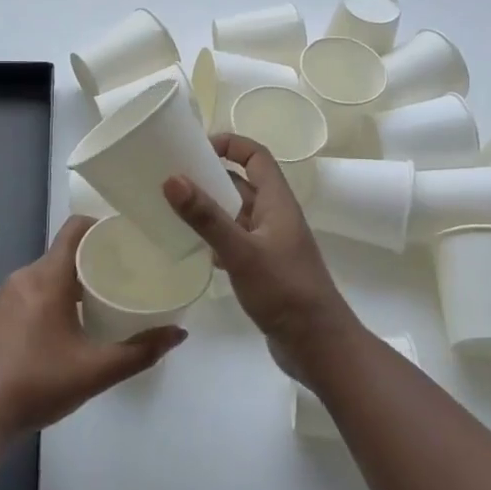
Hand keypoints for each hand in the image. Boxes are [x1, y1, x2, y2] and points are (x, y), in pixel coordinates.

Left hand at [0, 215, 184, 439]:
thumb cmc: (40, 385)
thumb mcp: (97, 371)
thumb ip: (141, 351)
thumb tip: (179, 333)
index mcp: (48, 278)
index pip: (75, 228)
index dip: (100, 226)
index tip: (123, 240)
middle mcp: (22, 277)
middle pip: (62, 254)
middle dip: (89, 262)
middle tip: (117, 280)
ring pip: (41, 276)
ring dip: (65, 284)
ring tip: (90, 306)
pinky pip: (22, 295)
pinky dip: (41, 302)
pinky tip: (52, 330)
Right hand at [164, 135, 358, 380]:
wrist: (317, 345)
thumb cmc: (284, 290)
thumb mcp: (240, 251)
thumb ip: (206, 217)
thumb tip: (172, 178)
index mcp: (277, 202)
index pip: (256, 156)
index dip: (230, 144)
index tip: (195, 149)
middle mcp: (275, 216)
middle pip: (243, 183)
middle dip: (211, 176)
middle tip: (173, 179)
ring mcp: (271, 244)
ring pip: (238, 214)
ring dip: (211, 209)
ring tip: (174, 211)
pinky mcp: (266, 269)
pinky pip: (237, 241)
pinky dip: (217, 239)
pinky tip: (196, 250)